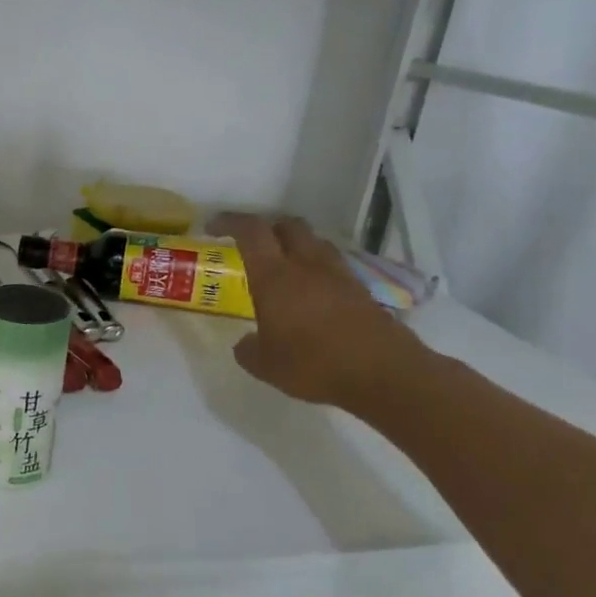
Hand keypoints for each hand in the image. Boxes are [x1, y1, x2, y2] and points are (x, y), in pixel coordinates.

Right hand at [217, 214, 427, 410]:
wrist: (383, 374)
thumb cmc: (313, 365)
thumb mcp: (264, 365)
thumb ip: (248, 349)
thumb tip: (246, 343)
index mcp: (275, 277)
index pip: (251, 231)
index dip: (230, 222)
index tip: (212, 227)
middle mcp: (306, 266)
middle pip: (287, 225)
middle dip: (265, 228)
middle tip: (250, 245)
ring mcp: (338, 275)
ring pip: (314, 242)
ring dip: (294, 245)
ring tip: (281, 266)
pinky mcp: (360, 290)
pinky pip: (332, 266)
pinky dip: (315, 268)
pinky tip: (309, 293)